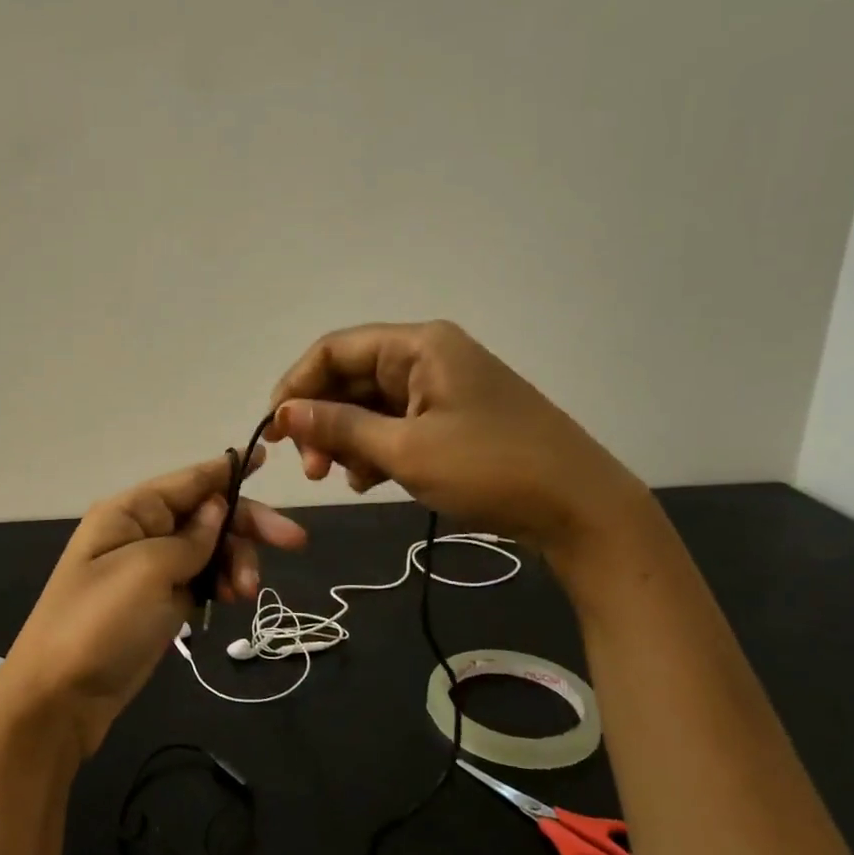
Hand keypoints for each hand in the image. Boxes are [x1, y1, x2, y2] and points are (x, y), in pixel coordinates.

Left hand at [0, 452, 306, 754]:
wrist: (60, 697)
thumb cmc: (99, 623)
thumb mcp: (147, 570)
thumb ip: (190, 538)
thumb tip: (216, 509)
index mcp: (130, 512)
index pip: (189, 480)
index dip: (228, 469)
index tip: (268, 457)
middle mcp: (141, 532)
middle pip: (206, 515)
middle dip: (248, 526)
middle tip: (295, 542)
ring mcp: (150, 570)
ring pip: (210, 550)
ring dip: (236, 563)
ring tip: (248, 594)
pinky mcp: (159, 603)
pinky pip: (201, 580)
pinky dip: (222, 585)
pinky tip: (235, 599)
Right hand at [267, 320, 646, 556]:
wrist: (579, 509)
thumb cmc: (490, 468)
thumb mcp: (405, 450)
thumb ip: (339, 427)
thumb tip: (283, 413)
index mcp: (419, 346)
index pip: (334, 349)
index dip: (296, 385)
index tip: (274, 430)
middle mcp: (428, 357)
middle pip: (351, 378)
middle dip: (322, 421)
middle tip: (310, 470)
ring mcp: (442, 390)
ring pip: (370, 406)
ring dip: (346, 440)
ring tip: (340, 480)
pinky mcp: (452, 421)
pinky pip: (395, 426)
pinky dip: (374, 450)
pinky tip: (367, 481)